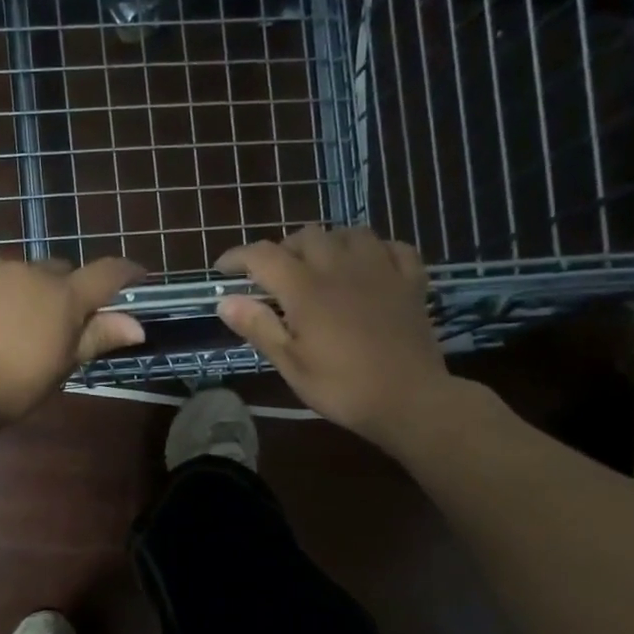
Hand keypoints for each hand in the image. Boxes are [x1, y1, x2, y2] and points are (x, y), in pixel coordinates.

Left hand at [0, 256, 145, 427]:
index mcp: (63, 298)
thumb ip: (96, 338)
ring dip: (15, 290)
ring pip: (13, 272)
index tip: (135, 274)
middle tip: (45, 322)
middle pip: (56, 271)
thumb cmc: (10, 388)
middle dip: (57, 290)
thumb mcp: (59, 368)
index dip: (125, 272)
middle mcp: (30, 271)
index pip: (106, 273)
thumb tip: (137, 325)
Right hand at [215, 226, 451, 441]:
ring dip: (328, 243)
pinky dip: (375, 249)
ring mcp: (380, 270)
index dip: (238, 256)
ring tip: (320, 265)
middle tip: (274, 275)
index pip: (263, 255)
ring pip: (349, 233)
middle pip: (306, 235)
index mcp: (306, 289)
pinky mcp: (411, 281)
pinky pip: (392, 247)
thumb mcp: (291, 364)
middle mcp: (341, 267)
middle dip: (283, 249)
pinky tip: (369, 266)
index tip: (223, 269)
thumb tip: (225, 300)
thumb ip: (258, 327)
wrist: (409, 400)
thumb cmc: (342, 387)